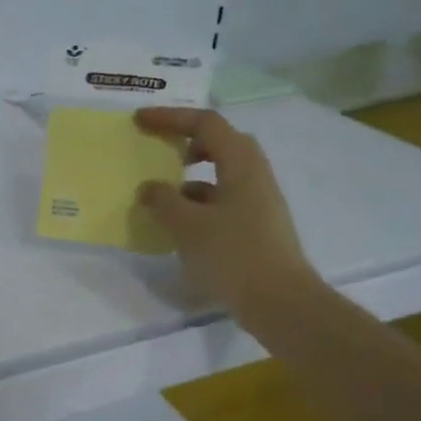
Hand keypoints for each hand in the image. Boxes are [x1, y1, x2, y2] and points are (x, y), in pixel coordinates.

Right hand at [134, 107, 316, 327]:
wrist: (280, 302)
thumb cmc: (233, 255)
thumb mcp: (187, 226)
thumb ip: (163, 200)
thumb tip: (149, 188)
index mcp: (242, 164)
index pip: (206, 124)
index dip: (170, 118)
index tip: (139, 121)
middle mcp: (255, 176)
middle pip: (221, 143)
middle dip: (186, 141)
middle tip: (159, 150)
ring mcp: (259, 202)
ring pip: (222, 174)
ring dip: (190, 176)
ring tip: (162, 195)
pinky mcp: (257, 227)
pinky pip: (223, 201)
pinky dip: (199, 203)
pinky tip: (180, 226)